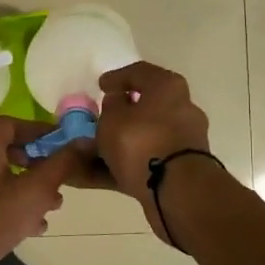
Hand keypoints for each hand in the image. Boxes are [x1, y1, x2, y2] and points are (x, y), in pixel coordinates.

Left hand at [0, 116, 88, 264]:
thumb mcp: (33, 191)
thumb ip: (61, 165)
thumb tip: (84, 142)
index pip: (15, 124)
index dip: (44, 133)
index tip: (68, 147)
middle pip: (8, 150)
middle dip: (39, 166)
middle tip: (62, 180)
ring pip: (0, 176)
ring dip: (28, 189)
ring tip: (52, 208)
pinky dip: (10, 204)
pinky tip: (31, 227)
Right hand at [91, 61, 214, 242]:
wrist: (177, 191)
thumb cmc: (142, 141)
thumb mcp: (113, 118)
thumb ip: (111, 106)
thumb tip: (118, 103)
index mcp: (168, 88)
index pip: (140, 73)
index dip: (117, 78)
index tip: (100, 86)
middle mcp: (180, 110)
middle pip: (143, 108)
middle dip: (117, 115)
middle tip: (95, 119)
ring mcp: (180, 142)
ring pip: (140, 138)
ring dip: (113, 144)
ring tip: (84, 153)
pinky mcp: (176, 170)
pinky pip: (141, 161)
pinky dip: (118, 165)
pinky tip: (91, 174)